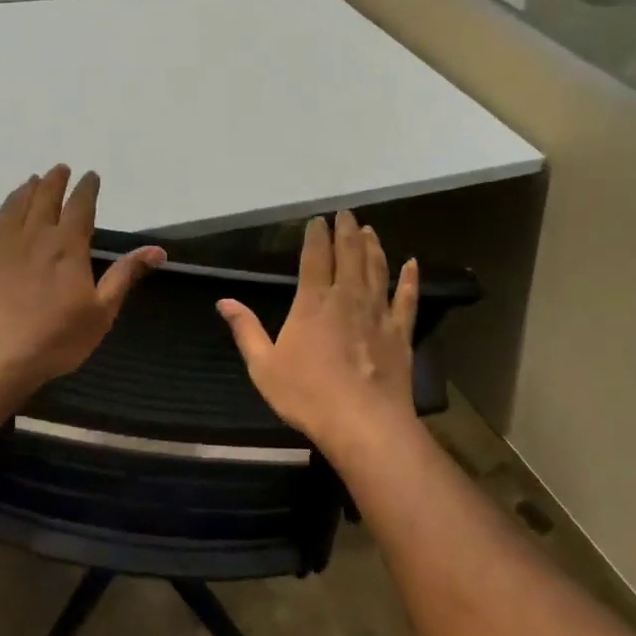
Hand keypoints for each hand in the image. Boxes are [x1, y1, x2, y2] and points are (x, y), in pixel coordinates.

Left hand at [0, 165, 164, 391]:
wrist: (1, 355)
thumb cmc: (59, 337)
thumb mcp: (102, 310)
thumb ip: (125, 275)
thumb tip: (157, 250)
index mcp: (69, 247)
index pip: (80, 207)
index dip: (86, 189)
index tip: (91, 176)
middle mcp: (38, 237)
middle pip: (46, 198)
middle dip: (56, 181)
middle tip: (62, 168)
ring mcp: (10, 246)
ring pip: (20, 205)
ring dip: (30, 188)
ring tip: (35, 179)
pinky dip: (7, 206)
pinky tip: (10, 208)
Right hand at [217, 210, 418, 453]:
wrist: (362, 422)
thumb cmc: (306, 394)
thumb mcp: (263, 365)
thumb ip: (245, 329)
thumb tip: (223, 301)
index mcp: (312, 302)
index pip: (315, 258)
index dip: (316, 236)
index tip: (318, 219)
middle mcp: (347, 298)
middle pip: (349, 255)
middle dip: (347, 232)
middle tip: (347, 213)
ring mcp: (377, 313)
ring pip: (377, 269)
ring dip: (373, 247)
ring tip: (369, 230)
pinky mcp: (400, 333)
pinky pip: (407, 298)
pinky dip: (409, 279)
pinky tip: (412, 264)